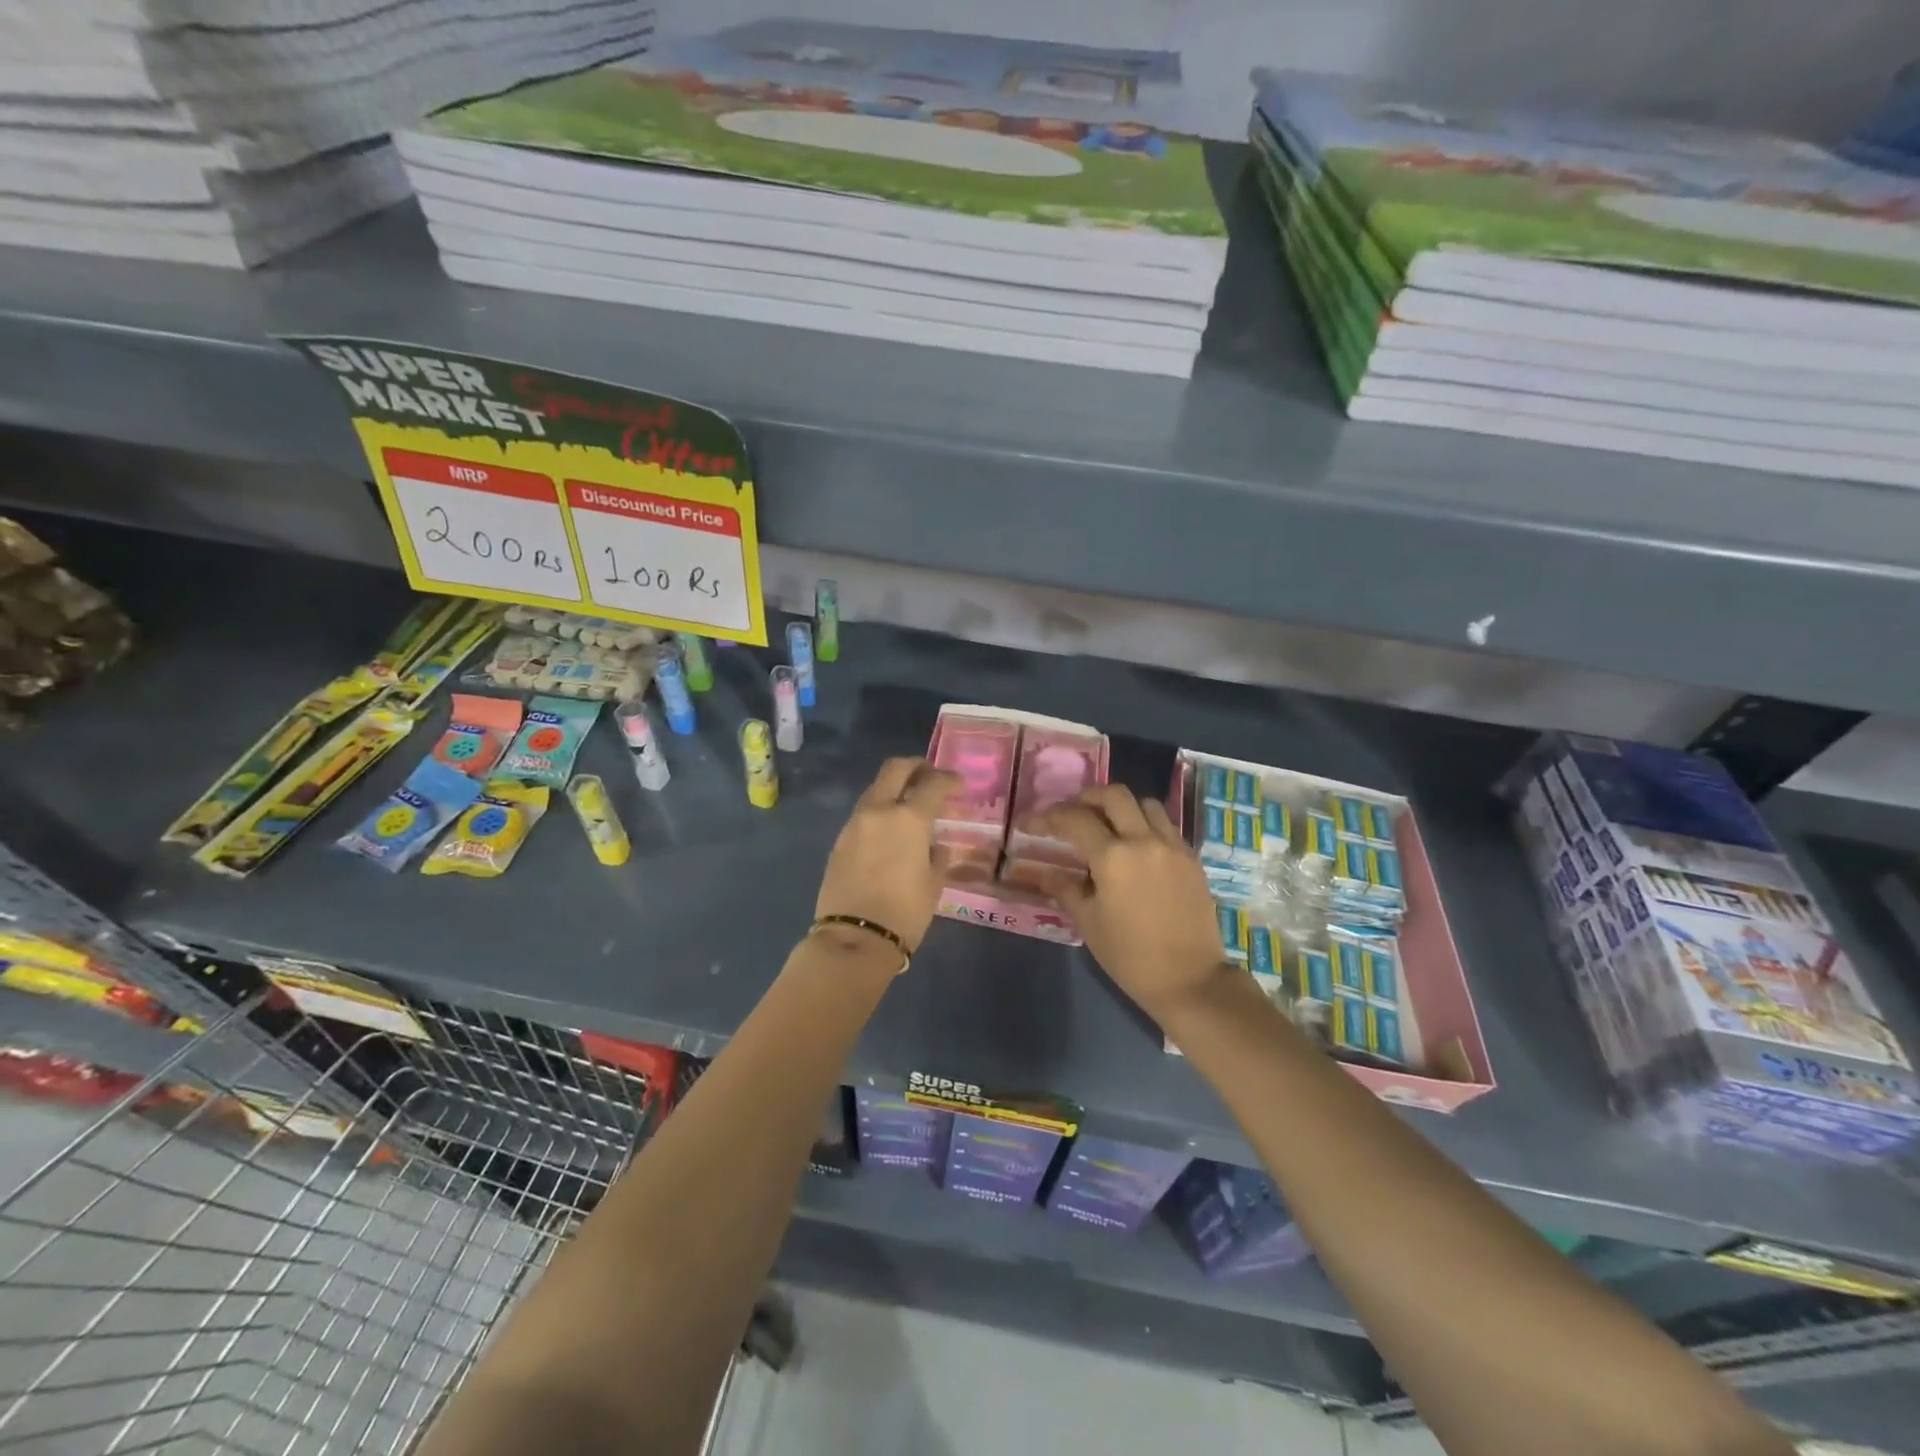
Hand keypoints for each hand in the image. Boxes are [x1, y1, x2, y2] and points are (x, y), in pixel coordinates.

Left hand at [814, 757, 959, 958]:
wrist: (854, 939)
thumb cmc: (905, 913)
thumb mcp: (933, 884)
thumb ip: (936, 856)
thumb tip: (932, 846)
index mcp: (908, 819)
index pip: (933, 784)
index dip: (949, 779)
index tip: (958, 782)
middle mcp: (879, 811)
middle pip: (895, 769)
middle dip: (915, 766)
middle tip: (929, 774)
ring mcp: (854, 824)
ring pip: (875, 789)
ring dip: (894, 788)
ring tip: (910, 804)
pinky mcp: (840, 841)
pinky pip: (864, 814)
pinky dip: (880, 811)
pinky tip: (890, 830)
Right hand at [1036, 785, 1230, 1022]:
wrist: (1190, 980)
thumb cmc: (1131, 957)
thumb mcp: (1089, 923)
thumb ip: (1065, 889)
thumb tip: (1044, 872)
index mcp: (1113, 858)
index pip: (1074, 819)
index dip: (1049, 816)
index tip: (1033, 823)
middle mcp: (1144, 841)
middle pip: (1114, 795)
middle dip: (1087, 797)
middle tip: (1072, 811)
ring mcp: (1172, 846)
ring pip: (1146, 804)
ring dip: (1122, 807)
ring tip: (1108, 824)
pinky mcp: (1191, 858)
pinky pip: (1166, 826)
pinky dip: (1146, 824)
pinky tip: (1137, 847)